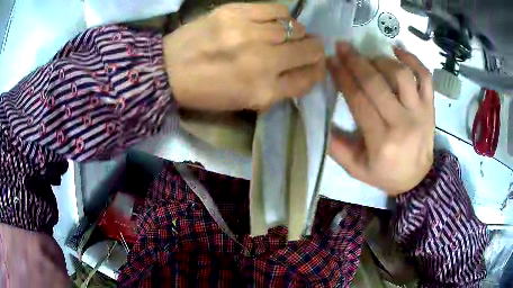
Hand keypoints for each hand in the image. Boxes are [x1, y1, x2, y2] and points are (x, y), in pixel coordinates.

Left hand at [162, 3, 324, 110]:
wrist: (168, 70)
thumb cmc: (206, 91)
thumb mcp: (244, 102)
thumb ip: (278, 88)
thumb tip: (302, 70)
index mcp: (263, 91)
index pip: (309, 79)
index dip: (317, 71)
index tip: (315, 65)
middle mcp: (263, 62)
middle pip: (310, 50)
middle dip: (314, 50)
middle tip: (307, 47)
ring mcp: (249, 33)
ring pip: (296, 28)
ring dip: (296, 32)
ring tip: (284, 34)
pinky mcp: (236, 13)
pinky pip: (277, 9)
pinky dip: (281, 16)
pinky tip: (273, 21)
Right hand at [327, 42, 434, 194]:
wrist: (417, 179)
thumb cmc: (385, 174)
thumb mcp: (356, 169)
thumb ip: (337, 147)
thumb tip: (319, 119)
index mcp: (382, 141)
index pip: (359, 100)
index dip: (342, 77)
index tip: (330, 61)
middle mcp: (403, 123)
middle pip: (377, 83)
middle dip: (356, 61)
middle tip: (342, 47)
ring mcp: (420, 112)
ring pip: (401, 75)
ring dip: (381, 60)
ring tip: (369, 57)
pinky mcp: (431, 107)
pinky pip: (425, 76)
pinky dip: (413, 59)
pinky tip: (397, 50)